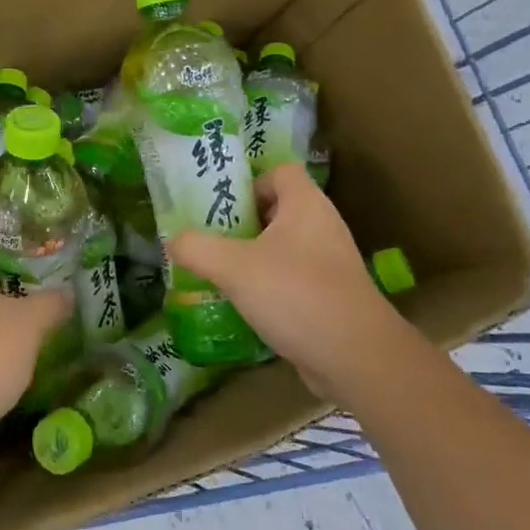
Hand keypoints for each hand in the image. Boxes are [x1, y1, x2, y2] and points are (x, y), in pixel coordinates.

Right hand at [169, 162, 409, 399]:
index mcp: (306, 205)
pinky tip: (244, 305)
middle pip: (277, 210)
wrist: (356, 358)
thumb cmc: (295, 294)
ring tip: (219, 272)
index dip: (250, 182)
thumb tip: (172, 240)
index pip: (279, 171)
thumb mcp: (233, 267)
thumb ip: (196, 248)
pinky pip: (292, 279)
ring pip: (283, 247)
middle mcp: (322, 226)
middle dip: (242, 223)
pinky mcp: (331, 296)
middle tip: (209, 239)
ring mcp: (330, 263)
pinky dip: (269, 287)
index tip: (221, 207)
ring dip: (252, 257)